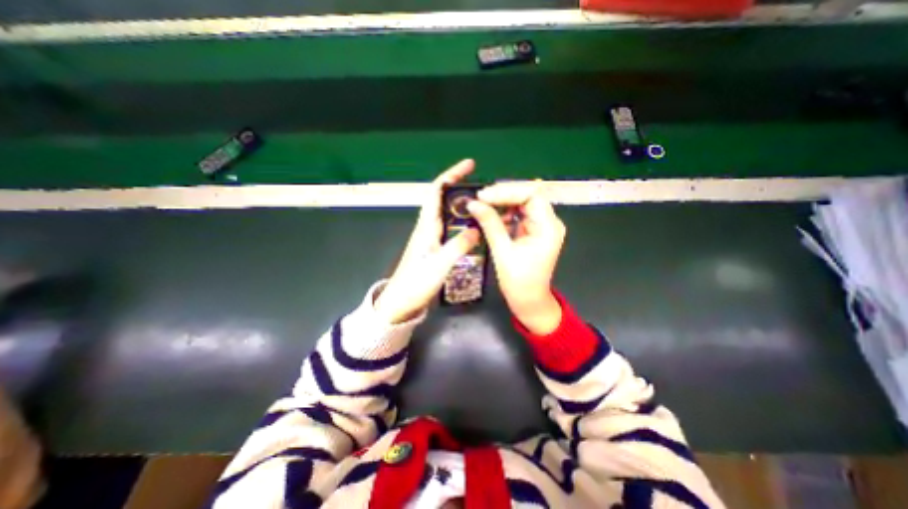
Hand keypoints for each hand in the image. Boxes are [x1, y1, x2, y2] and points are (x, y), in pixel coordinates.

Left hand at [371, 161, 477, 323]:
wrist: (400, 303)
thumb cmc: (415, 284)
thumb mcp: (439, 265)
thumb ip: (458, 246)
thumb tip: (477, 228)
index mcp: (426, 226)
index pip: (437, 192)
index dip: (451, 175)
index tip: (469, 165)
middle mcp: (428, 227)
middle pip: (443, 199)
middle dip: (461, 187)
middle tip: (484, 187)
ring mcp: (431, 238)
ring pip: (448, 214)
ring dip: (463, 205)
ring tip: (484, 204)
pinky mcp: (434, 248)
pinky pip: (450, 228)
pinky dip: (463, 222)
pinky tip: (474, 227)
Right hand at [472, 181, 564, 333]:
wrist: (528, 301)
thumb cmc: (519, 282)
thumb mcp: (503, 252)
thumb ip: (490, 224)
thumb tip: (473, 203)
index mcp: (548, 227)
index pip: (531, 195)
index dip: (507, 191)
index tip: (483, 196)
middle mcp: (549, 222)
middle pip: (528, 196)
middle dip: (503, 195)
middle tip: (480, 198)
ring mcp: (541, 226)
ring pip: (522, 203)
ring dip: (502, 202)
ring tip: (482, 205)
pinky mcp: (533, 231)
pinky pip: (519, 214)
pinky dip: (504, 213)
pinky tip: (491, 216)